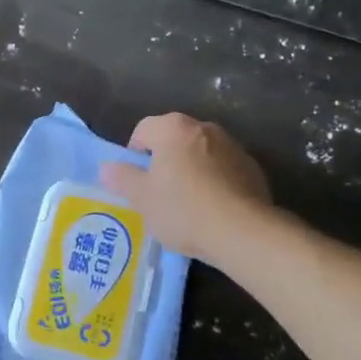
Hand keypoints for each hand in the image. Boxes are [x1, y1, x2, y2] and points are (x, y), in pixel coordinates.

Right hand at [99, 112, 271, 262]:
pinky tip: (214, 210)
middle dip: (164, 161)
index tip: (137, 181)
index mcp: (173, 128)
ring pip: (201, 154)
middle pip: (174, 139)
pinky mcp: (253, 168)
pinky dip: (216, 182)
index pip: (143, 129)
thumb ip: (122, 178)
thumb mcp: (142, 198)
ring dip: (192, 170)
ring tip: (189, 205)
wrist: (243, 232)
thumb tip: (107, 167)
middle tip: (159, 193)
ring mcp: (233, 146)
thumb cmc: (183, 210)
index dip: (134, 153)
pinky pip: (224, 170)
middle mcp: (204, 127)